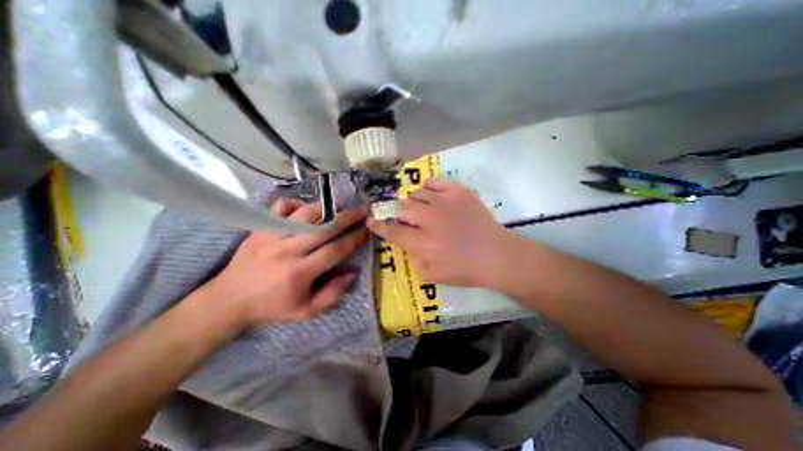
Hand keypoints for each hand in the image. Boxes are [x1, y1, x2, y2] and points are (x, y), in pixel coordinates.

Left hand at [198, 198, 366, 329]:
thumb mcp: (307, 311)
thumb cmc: (272, 307)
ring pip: (306, 214)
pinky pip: (281, 207)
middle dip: (348, 217)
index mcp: (299, 273)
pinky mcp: (260, 228)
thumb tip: (352, 271)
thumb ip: (333, 293)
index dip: (354, 238)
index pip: (335, 250)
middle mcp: (287, 250)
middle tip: (362, 210)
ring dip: (327, 208)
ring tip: (340, 207)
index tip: (366, 230)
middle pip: (324, 227)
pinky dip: (297, 204)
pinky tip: (305, 210)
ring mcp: (271, 236)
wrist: (228, 301)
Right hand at [369, 178, 517, 285]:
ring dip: (413, 203)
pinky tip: (430, 195)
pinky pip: (434, 181)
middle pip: (402, 208)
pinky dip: (427, 187)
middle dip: (399, 214)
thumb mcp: (431, 274)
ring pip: (416, 194)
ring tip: (421, 210)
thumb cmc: (464, 270)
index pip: (392, 230)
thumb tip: (405, 240)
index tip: (371, 220)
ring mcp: (444, 202)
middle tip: (407, 220)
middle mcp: (430, 219)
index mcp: (422, 243)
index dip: (378, 225)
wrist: (496, 255)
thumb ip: (412, 257)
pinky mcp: (458, 192)